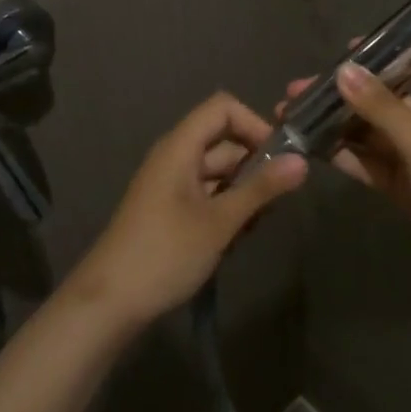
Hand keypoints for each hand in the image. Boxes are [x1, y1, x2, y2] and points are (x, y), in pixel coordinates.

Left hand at [69, 92, 307, 327]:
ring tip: (256, 227)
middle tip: (276, 202)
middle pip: (224, 142)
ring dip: (243, 193)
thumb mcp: (219, 222)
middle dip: (255, 166)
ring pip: (219, 172)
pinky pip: (207, 195)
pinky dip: (226, 209)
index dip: (254, 123)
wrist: (108, 302)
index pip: (223, 108)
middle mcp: (175, 157)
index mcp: (180, 146)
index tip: (279, 157)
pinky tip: (236, 239)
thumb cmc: (165, 253)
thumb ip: (261, 189)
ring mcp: (171, 185)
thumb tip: (302, 160)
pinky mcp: (171, 210)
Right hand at [282, 57, 410, 314]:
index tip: (346, 49)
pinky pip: (371, 164)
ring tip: (292, 116)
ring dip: (338, 124)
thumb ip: (383, 108)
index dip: (391, 51)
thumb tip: (343, 70)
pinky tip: (311, 148)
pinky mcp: (407, 190)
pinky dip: (345, 156)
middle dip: (346, 92)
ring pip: (373, 132)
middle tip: (298, 90)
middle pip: (387, 97)